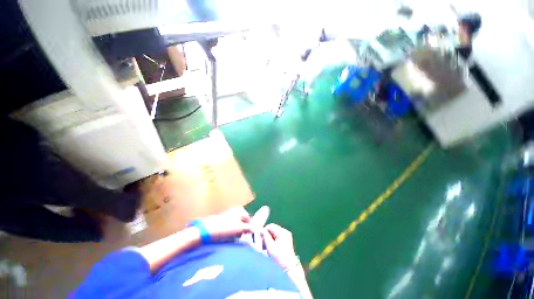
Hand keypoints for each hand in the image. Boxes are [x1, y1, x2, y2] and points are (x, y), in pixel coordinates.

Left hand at [202, 207, 252, 241]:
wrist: (208, 230)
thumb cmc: (226, 228)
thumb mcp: (240, 228)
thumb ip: (249, 228)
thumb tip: (255, 229)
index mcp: (241, 210)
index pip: (249, 219)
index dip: (249, 228)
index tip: (248, 236)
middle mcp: (236, 210)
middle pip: (243, 221)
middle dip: (243, 229)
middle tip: (241, 237)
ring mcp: (229, 214)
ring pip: (237, 224)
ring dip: (237, 231)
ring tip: (234, 237)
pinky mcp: (223, 220)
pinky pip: (231, 226)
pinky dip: (231, 231)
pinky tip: (228, 236)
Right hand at [262, 224, 298, 269]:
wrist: (289, 266)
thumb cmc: (279, 257)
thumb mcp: (270, 247)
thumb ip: (265, 236)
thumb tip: (261, 230)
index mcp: (282, 232)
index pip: (271, 226)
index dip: (265, 231)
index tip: (261, 238)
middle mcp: (285, 231)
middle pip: (273, 228)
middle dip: (267, 234)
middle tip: (263, 242)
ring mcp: (287, 234)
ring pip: (275, 231)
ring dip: (270, 236)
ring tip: (267, 244)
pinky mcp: (287, 238)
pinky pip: (278, 234)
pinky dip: (274, 238)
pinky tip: (272, 245)